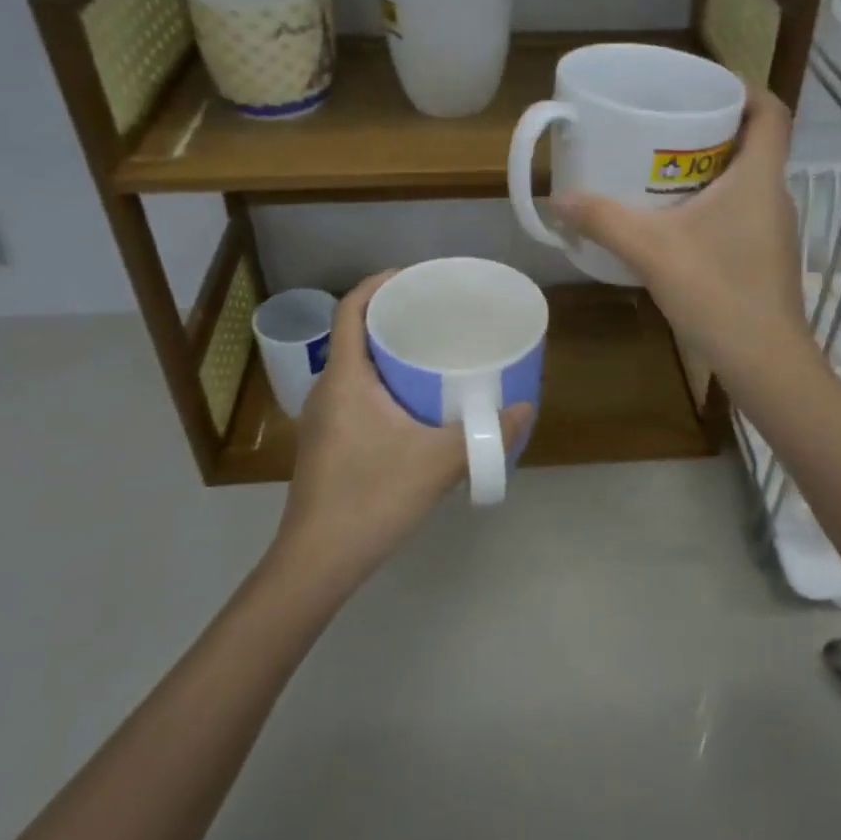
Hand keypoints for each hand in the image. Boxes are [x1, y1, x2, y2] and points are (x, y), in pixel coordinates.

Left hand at [273, 271, 532, 589]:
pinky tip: (415, 401)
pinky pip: (355, 391)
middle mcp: (328, 389)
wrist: (316, 563)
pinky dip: (383, 380)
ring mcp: (324, 417)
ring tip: (431, 349)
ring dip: (387, 350)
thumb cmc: (370, 499)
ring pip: (355, 365)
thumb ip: (483, 435)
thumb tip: (524, 408)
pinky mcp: (328, 441)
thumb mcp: (436, 463)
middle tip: (436, 312)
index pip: (351, 309)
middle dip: (392, 315)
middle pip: (354, 333)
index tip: (415, 276)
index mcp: (344, 378)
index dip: (379, 283)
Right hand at [554, 89, 814, 382]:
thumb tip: (558, 199)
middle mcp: (775, 195)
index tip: (704, 88)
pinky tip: (676, 222)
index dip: (745, 89)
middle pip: (755, 142)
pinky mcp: (766, 256)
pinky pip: (742, 210)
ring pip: (747, 180)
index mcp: (759, 177)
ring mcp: (774, 229)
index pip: (771, 112)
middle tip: (665, 126)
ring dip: (710, 168)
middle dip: (713, 128)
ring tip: (661, 168)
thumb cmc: (718, 292)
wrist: (765, 362)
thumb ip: (604, 220)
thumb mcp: (652, 251)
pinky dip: (713, 203)